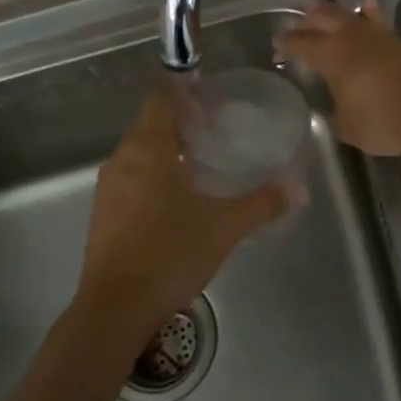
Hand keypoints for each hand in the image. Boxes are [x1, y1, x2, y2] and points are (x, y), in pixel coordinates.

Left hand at [74, 88, 289, 346]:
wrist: (116, 307)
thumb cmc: (170, 253)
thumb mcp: (225, 226)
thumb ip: (262, 203)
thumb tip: (298, 188)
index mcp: (148, 149)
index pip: (160, 100)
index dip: (183, 93)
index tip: (210, 101)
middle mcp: (122, 159)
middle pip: (148, 124)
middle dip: (179, 122)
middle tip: (214, 132)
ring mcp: (108, 188)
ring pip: (137, 153)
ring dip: (165, 151)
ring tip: (199, 165)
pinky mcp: (102, 214)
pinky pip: (129, 178)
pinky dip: (151, 176)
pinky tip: (175, 201)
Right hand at [274, 3, 400, 156]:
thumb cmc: (384, 121)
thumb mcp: (348, 127)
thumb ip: (335, 115)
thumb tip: (334, 109)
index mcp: (331, 56)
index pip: (301, 44)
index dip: (286, 43)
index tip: (276, 44)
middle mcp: (351, 38)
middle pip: (322, 19)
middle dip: (306, 21)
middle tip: (297, 26)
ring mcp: (377, 35)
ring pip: (348, 14)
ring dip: (332, 12)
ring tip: (322, 10)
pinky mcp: (398, 40)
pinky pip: (375, 18)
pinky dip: (366, 11)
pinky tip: (365, 5)